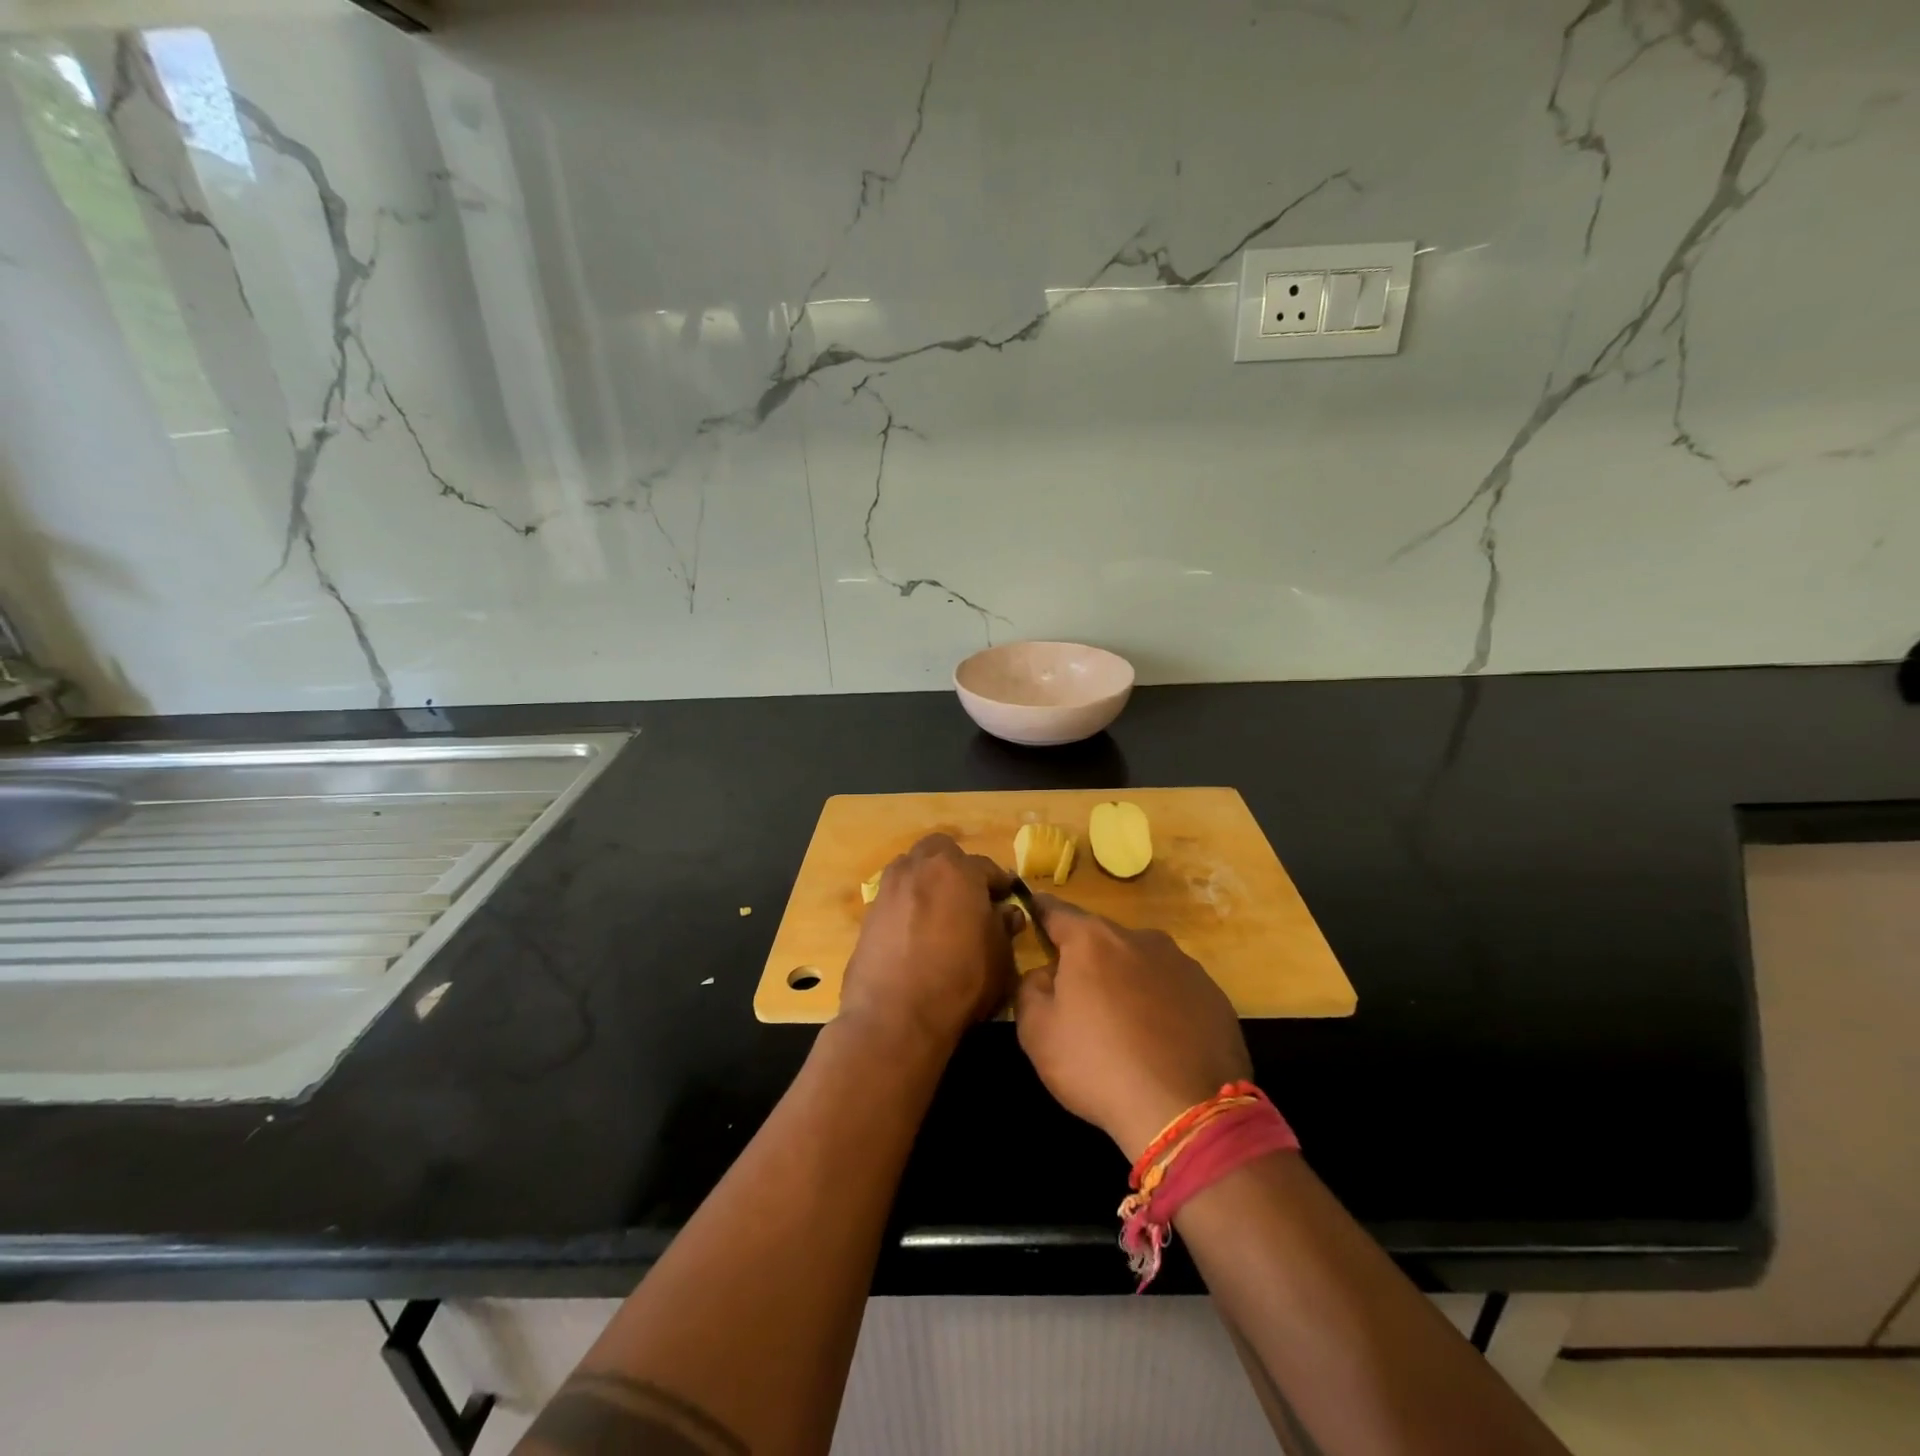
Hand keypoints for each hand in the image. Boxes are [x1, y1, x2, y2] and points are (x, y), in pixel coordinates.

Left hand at [840, 835, 1021, 1048]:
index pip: (987, 867)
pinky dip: (908, 902)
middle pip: (941, 851)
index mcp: (958, 870)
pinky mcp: (869, 912)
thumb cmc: (959, 982)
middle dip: (956, 866)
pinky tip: (916, 930)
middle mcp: (920, 867)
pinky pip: (895, 894)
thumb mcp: (999, 958)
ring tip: (940, 910)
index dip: (999, 884)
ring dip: (928, 879)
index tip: (1006, 898)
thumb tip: (1006, 913)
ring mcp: (889, 887)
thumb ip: (1004, 928)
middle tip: (968, 895)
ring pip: (912, 867)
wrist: (894, 1016)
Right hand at [1014, 896, 1251, 1160]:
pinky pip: (1174, 991)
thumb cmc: (1098, 1065)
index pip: (1057, 911)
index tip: (1033, 908)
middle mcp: (1140, 938)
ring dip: (1127, 982)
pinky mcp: (1214, 995)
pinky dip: (1162, 1005)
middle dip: (1087, 960)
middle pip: (1102, 940)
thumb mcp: (1037, 1031)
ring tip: (1125, 1028)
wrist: (1186, 1112)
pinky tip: (1160, 1043)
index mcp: (1092, 940)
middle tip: (1079, 999)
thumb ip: (1030, 988)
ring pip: (1141, 964)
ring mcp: (1183, 964)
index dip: (1041, 910)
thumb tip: (1047, 973)